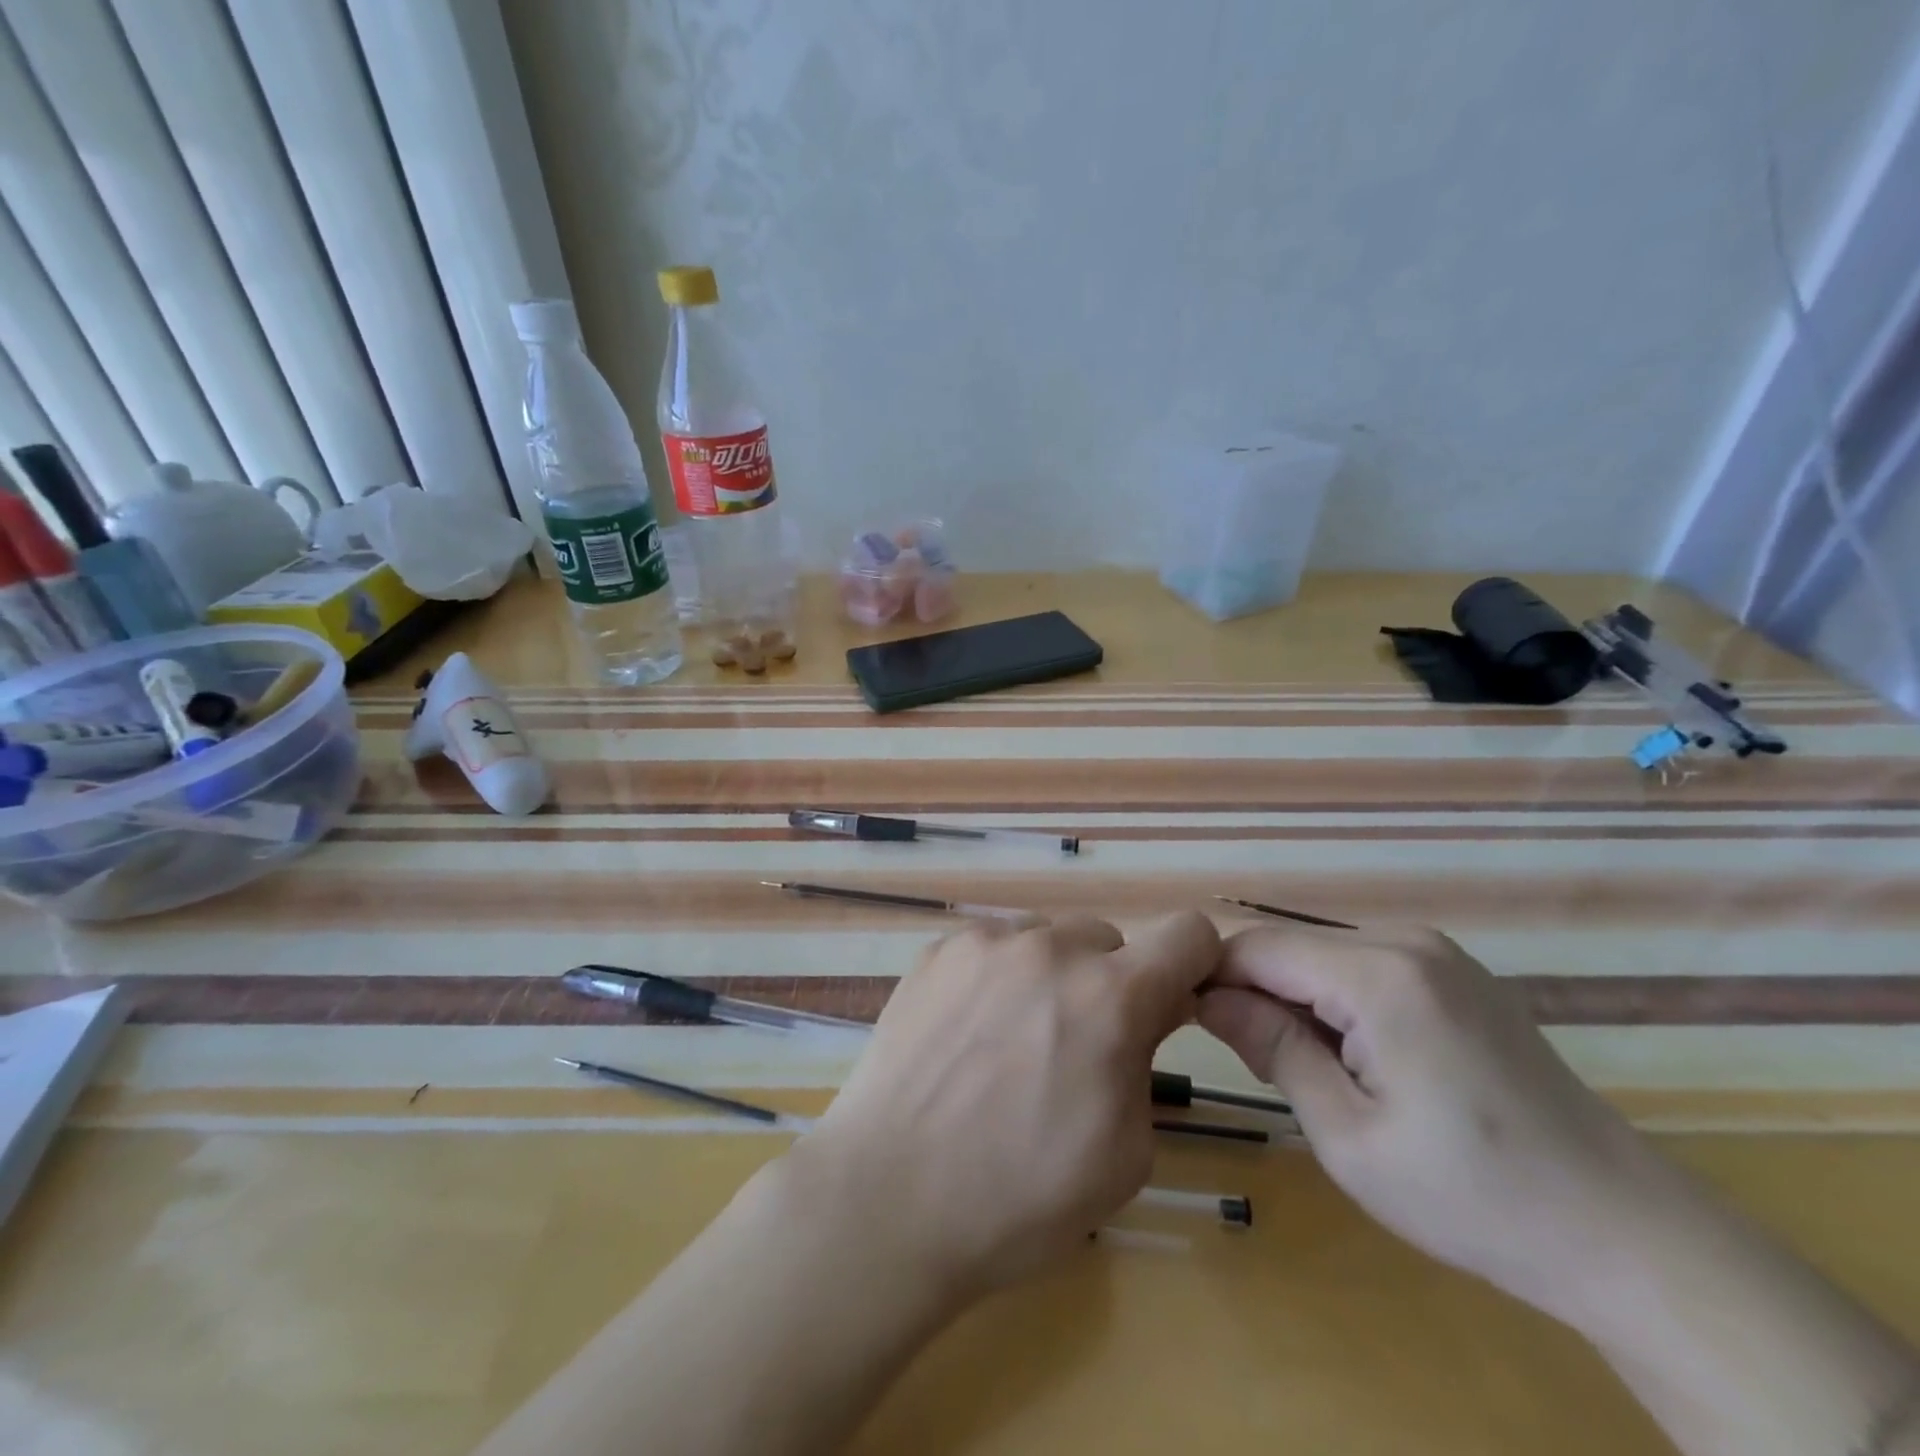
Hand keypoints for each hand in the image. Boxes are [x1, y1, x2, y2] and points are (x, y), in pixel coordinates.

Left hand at [794, 912, 1220, 1299]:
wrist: (889, 1195)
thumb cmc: (1021, 1196)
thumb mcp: (1125, 1151)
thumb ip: (1148, 1061)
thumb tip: (1149, 1010)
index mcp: (1110, 996)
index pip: (1188, 934)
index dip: (1192, 966)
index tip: (1170, 1004)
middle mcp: (1049, 949)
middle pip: (1107, 939)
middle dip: (1108, 983)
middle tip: (1076, 1044)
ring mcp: (985, 943)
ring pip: (1046, 940)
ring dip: (1049, 976)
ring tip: (1011, 1040)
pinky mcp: (937, 951)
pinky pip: (992, 948)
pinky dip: (997, 977)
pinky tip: (967, 1034)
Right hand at [1198, 922, 1672, 1324]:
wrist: (1624, 1233)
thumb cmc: (1473, 1196)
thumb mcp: (1348, 1135)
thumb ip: (1271, 1048)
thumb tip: (1206, 997)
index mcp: (1379, 974)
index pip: (1257, 947)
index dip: (1211, 978)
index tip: (1187, 1022)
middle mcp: (1406, 941)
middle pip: (1290, 946)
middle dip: (1254, 991)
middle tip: (1249, 1061)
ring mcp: (1438, 953)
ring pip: (1322, 954)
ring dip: (1294, 998)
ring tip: (1301, 1066)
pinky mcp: (1455, 974)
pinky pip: (1363, 965)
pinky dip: (1334, 999)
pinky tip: (1353, 1055)